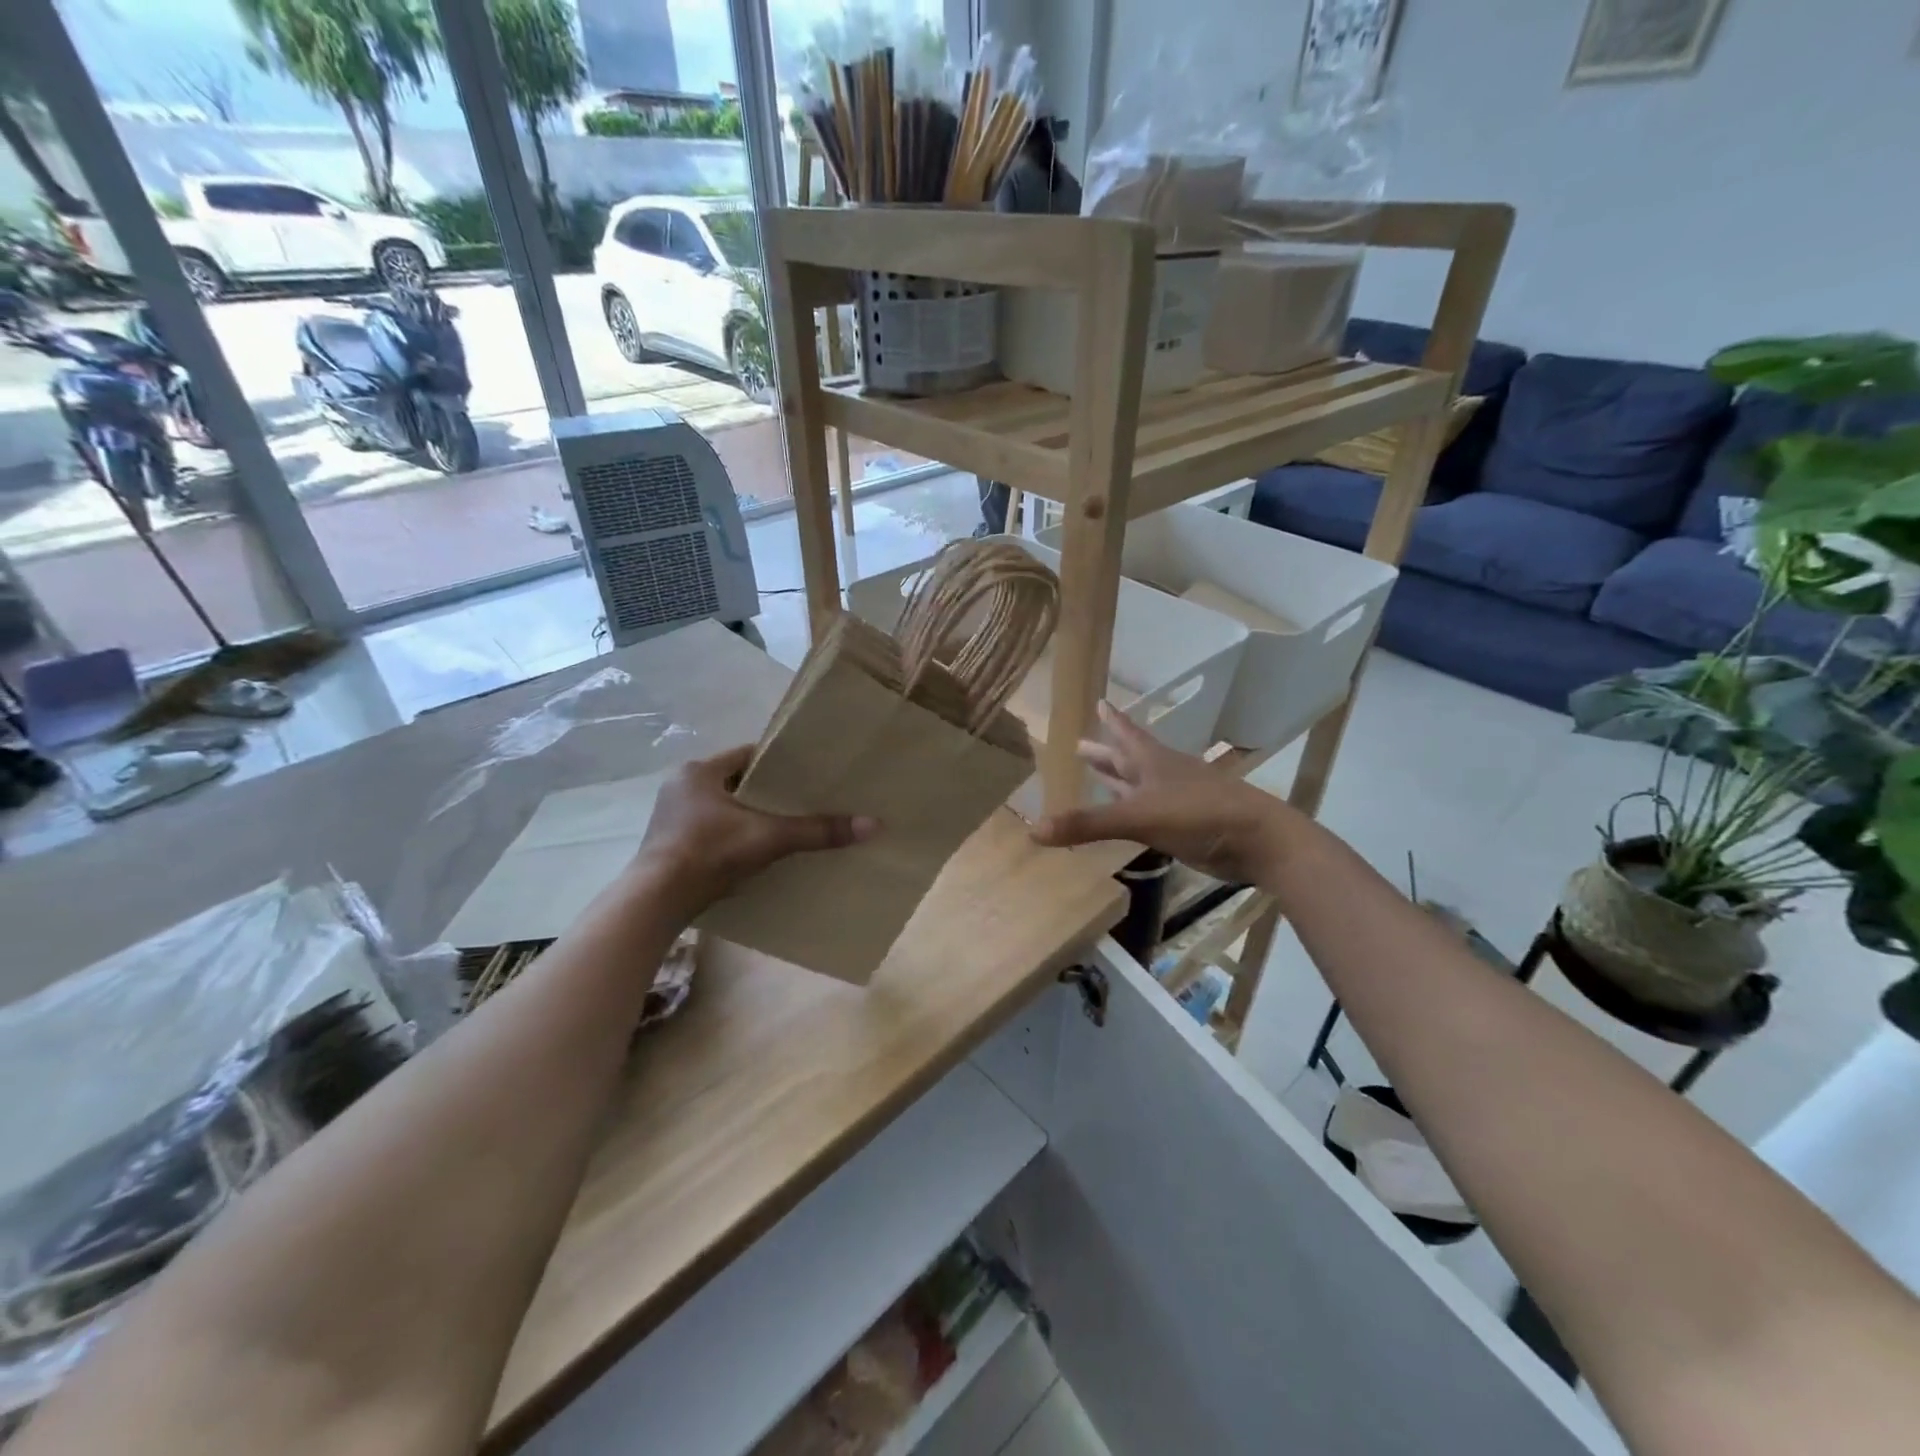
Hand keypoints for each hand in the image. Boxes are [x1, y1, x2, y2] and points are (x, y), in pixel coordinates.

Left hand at [631, 744, 877, 912]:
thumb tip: (872, 824)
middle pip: (736, 782)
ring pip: (723, 808)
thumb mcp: (769, 838)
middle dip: (766, 792)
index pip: (748, 756)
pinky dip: (732, 836)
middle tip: (802, 800)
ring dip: (748, 816)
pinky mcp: (669, 844)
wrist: (655, 902)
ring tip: (783, 826)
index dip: (780, 763)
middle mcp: (681, 787)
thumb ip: (816, 830)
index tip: (809, 772)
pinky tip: (754, 851)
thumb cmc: (709, 853)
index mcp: (698, 772)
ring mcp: (671, 817)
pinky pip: (711, 830)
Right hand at [1031, 703, 1289, 885]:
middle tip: (1080, 745)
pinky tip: (1127, 817)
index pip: (1125, 734)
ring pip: (1139, 786)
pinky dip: (1133, 813)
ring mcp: (1176, 801)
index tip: (1098, 701)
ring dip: (1118, 781)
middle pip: (1128, 759)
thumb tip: (1034, 827)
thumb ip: (1087, 824)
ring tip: (1098, 775)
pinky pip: (1149, 814)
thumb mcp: (1138, 816)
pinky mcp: (1185, 827)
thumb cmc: (1199, 814)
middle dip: (1105, 753)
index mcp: (1153, 762)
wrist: (1257, 840)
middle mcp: (1163, 776)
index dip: (1111, 720)